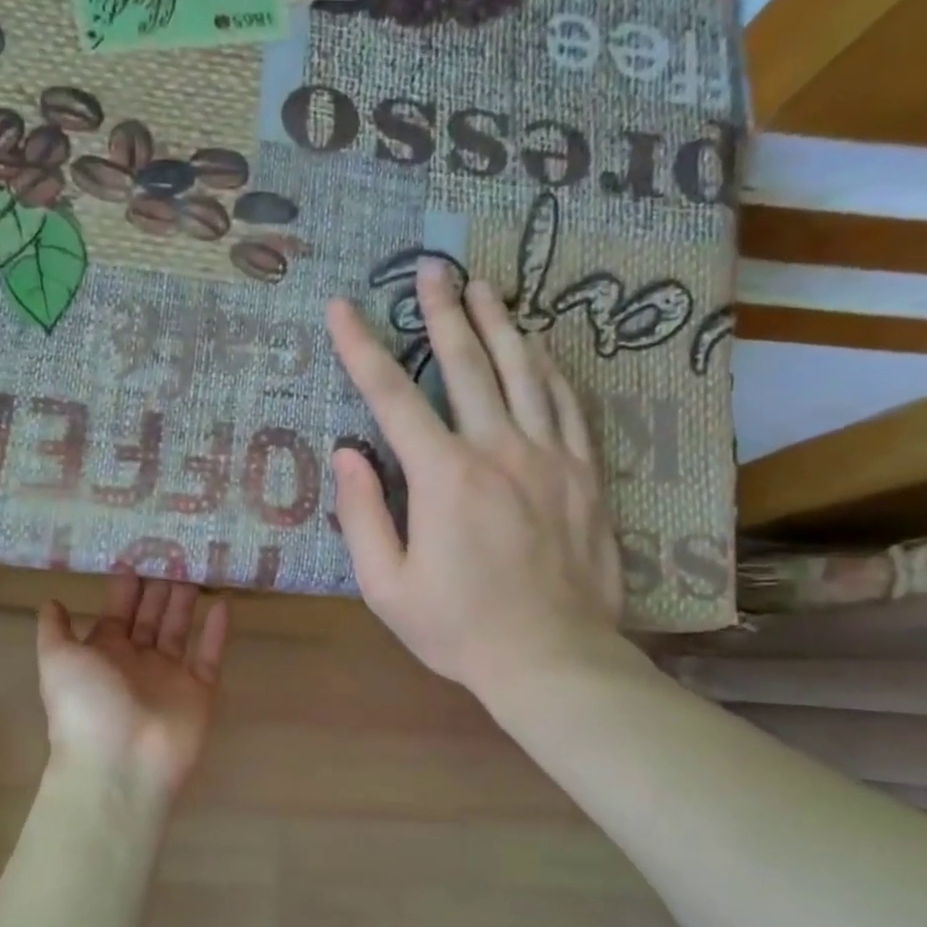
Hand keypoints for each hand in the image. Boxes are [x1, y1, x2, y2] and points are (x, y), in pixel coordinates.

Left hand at [37, 573, 231, 801]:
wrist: (120, 764)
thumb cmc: (86, 706)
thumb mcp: (57, 661)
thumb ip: (55, 630)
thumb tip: (52, 601)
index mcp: (104, 654)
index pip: (117, 612)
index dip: (126, 586)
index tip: (138, 553)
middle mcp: (137, 662)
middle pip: (150, 617)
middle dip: (159, 587)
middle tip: (174, 552)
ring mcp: (170, 677)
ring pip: (179, 630)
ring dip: (186, 602)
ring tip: (196, 567)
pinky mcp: (199, 692)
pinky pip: (209, 655)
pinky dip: (217, 631)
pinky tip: (223, 602)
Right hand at [326, 260, 624, 699]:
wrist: (552, 659)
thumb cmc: (457, 628)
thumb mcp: (386, 586)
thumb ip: (362, 515)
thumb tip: (348, 454)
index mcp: (443, 477)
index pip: (393, 397)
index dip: (361, 348)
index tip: (341, 308)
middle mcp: (498, 450)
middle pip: (467, 364)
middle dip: (442, 312)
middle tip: (431, 267)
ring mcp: (550, 457)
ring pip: (524, 372)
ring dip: (501, 323)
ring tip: (485, 286)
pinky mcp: (585, 473)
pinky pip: (567, 404)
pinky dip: (549, 368)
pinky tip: (540, 347)